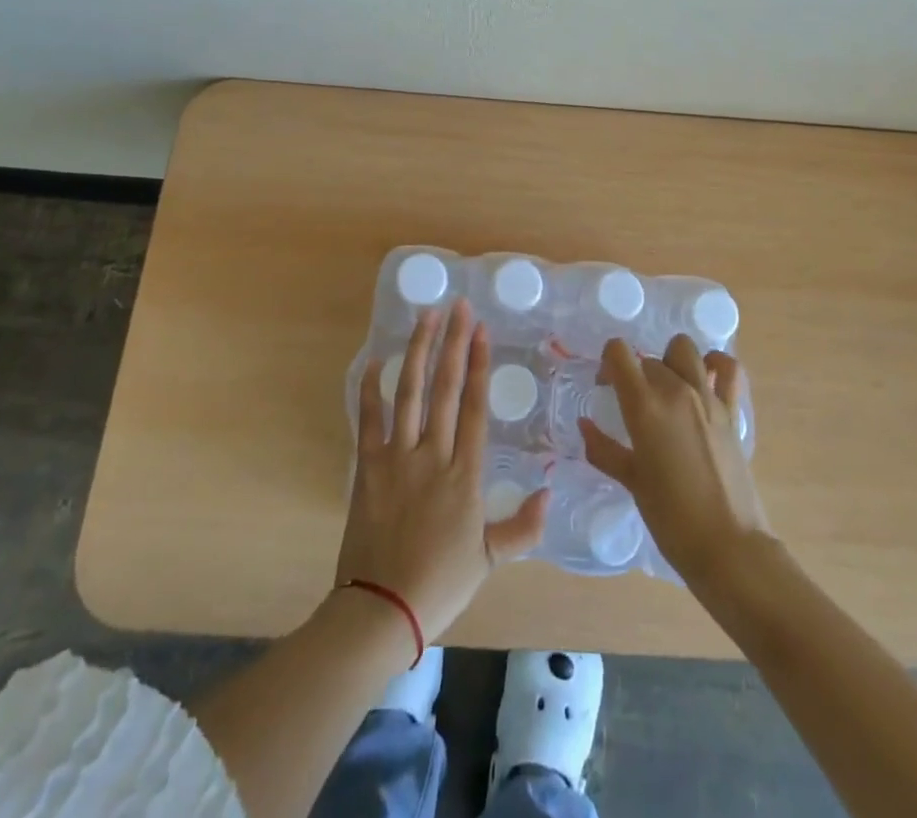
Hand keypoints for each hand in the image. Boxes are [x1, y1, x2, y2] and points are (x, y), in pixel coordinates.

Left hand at [336, 300, 550, 655]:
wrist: (381, 609)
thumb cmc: (441, 583)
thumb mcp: (490, 559)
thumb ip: (523, 527)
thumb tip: (549, 493)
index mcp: (464, 474)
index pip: (473, 406)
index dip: (478, 364)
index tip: (480, 330)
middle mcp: (432, 455)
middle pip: (444, 388)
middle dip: (452, 343)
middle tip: (458, 306)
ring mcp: (396, 458)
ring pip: (409, 393)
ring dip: (417, 351)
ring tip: (425, 317)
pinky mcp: (368, 467)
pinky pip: (369, 420)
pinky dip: (371, 389)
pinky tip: (376, 360)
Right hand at [580, 334, 770, 585]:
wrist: (728, 546)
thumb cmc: (671, 518)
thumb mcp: (631, 481)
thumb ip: (603, 449)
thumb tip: (584, 426)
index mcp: (644, 405)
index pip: (619, 352)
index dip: (608, 362)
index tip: (606, 385)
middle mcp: (676, 390)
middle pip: (648, 358)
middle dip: (636, 374)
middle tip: (633, 404)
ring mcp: (708, 397)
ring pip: (684, 349)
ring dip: (670, 361)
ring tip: (667, 388)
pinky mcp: (732, 411)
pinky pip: (728, 369)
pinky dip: (716, 364)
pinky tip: (706, 377)